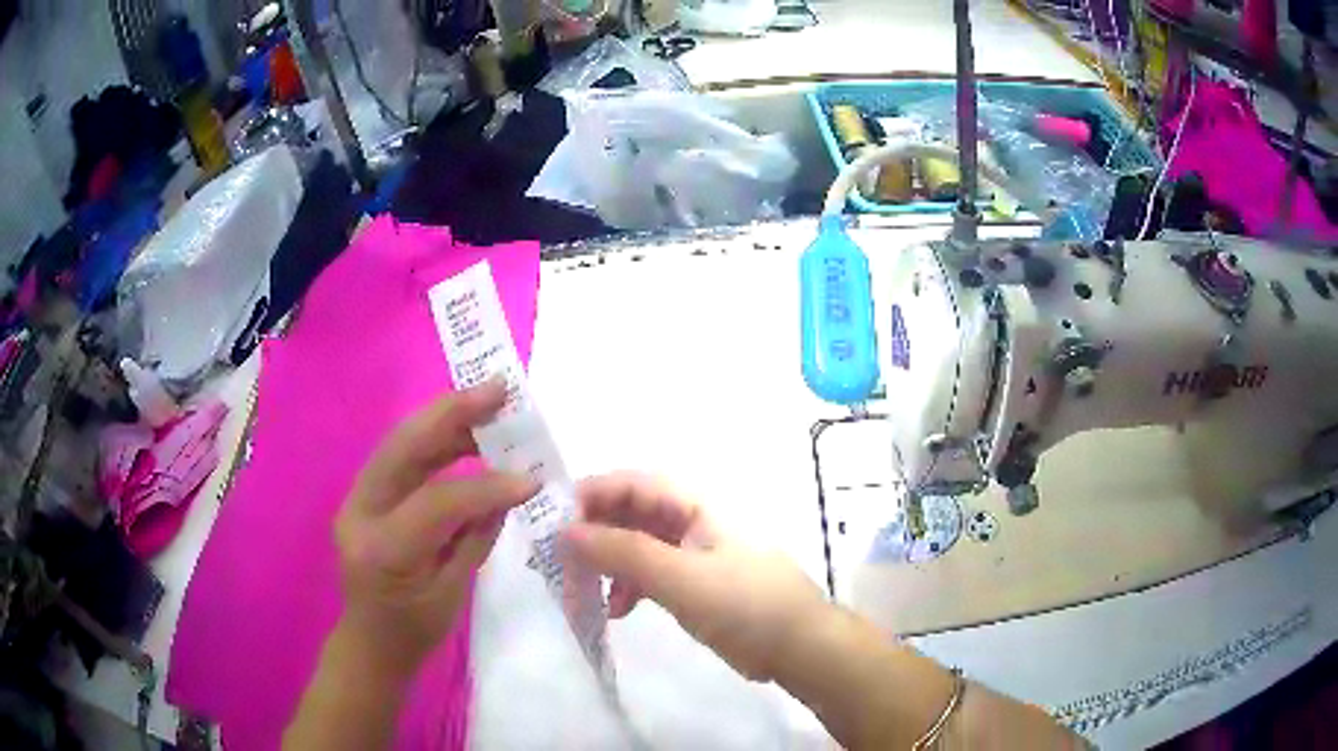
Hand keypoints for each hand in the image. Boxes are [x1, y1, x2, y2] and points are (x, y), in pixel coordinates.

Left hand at [334, 381, 536, 676]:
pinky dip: (434, 439)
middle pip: (404, 448)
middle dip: (452, 413)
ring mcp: (356, 499)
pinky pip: (400, 457)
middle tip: (499, 390)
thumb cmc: (415, 631)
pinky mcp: (363, 494)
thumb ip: (475, 536)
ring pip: (400, 442)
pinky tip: (465, 432)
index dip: (487, 486)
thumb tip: (507, 488)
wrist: (370, 642)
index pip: (437, 501)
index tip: (531, 479)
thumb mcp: (453, 593)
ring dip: (445, 419)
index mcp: (384, 549)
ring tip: (488, 404)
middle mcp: (360, 513)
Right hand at [563, 472, 827, 681]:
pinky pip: (649, 574)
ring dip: (607, 565)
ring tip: (583, 594)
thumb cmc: (744, 603)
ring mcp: (692, 553)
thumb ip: (622, 552)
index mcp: (694, 505)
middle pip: (629, 514)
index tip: (552, 523)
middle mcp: (690, 521)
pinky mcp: (693, 583)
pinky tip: (617, 611)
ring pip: (635, 546)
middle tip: (558, 563)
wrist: (798, 647)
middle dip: (592, 535)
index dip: (590, 495)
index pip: (631, 484)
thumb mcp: (679, 577)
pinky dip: (627, 587)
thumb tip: (565, 531)